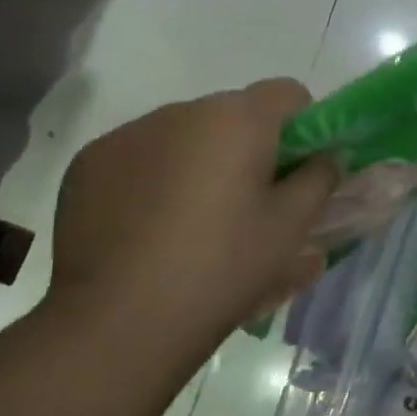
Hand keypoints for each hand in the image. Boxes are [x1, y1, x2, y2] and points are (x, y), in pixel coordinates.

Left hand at [46, 80, 337, 365]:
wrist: (118, 322)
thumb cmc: (223, 267)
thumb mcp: (291, 227)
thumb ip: (321, 178)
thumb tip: (327, 156)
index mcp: (237, 119)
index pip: (288, 93)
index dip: (304, 127)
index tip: (299, 170)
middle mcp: (181, 111)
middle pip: (233, 114)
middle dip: (249, 147)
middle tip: (251, 204)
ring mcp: (128, 135)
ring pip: (184, 135)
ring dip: (200, 161)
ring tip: (196, 222)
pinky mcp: (89, 164)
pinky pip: (140, 156)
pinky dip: (154, 177)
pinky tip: (150, 228)